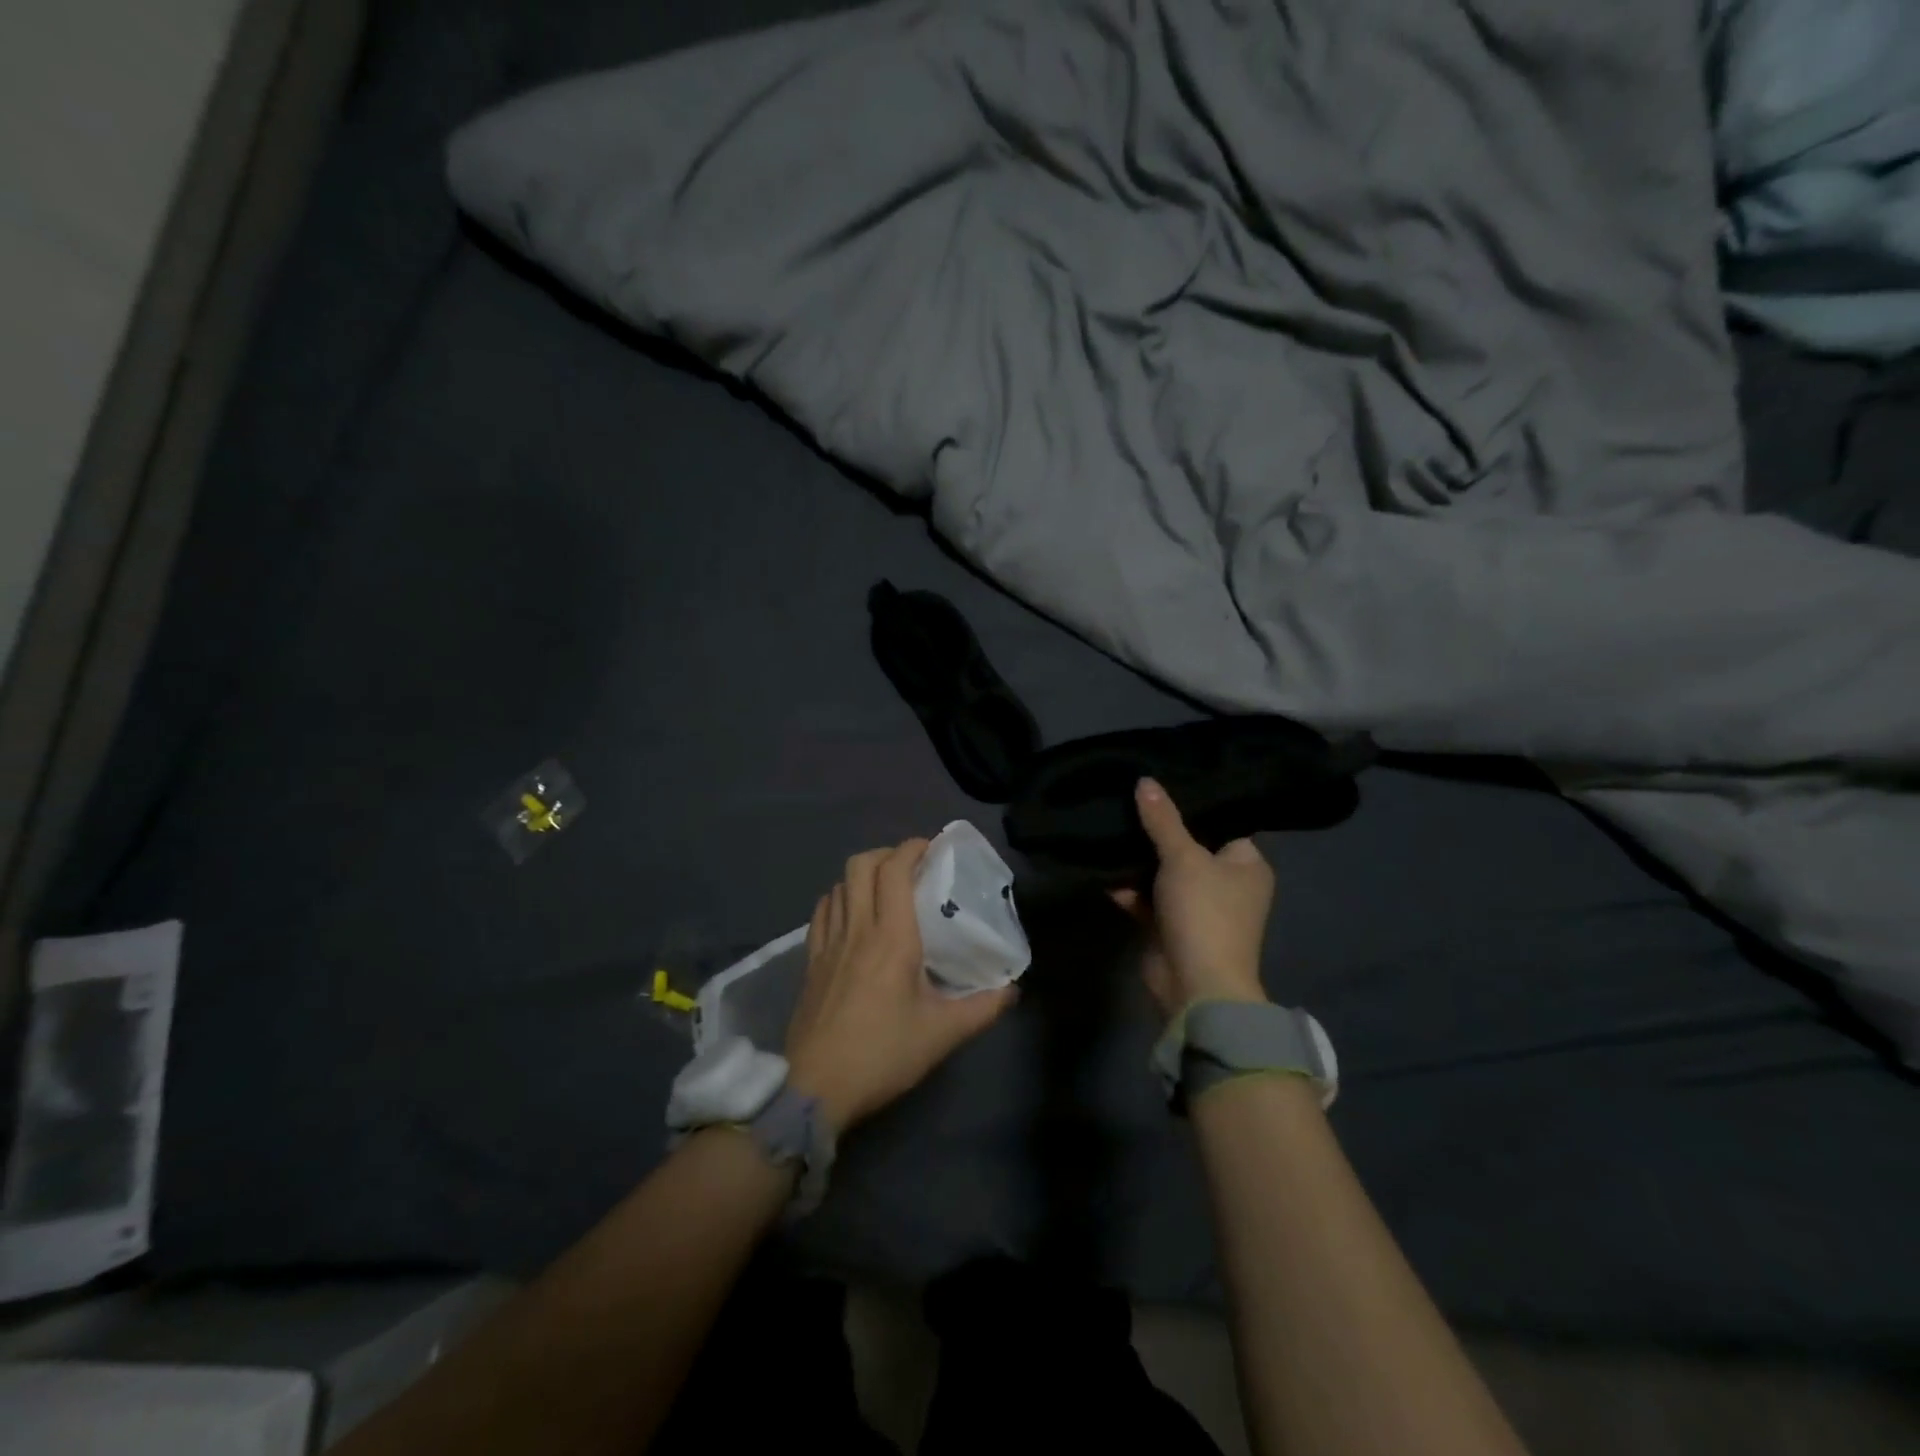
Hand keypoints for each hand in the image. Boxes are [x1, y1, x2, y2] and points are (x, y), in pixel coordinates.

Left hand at [785, 839, 1016, 1133]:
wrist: (816, 1088)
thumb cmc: (883, 1054)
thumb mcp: (942, 1034)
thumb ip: (983, 1008)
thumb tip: (1014, 990)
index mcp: (891, 938)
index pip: (894, 870)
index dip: (912, 848)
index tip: (932, 848)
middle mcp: (857, 929)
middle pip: (861, 865)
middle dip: (887, 854)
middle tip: (912, 867)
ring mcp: (827, 943)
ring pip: (838, 884)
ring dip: (862, 875)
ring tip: (884, 889)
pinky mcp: (810, 961)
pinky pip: (822, 911)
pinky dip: (839, 898)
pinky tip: (851, 916)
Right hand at [1112, 778, 1274, 1019]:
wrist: (1195, 985)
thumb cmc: (1204, 912)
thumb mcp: (1184, 857)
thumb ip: (1163, 820)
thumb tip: (1145, 780)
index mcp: (1246, 865)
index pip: (1222, 824)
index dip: (1193, 805)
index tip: (1162, 782)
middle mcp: (1226, 884)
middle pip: (1188, 847)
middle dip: (1157, 831)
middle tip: (1127, 799)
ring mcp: (1197, 908)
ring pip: (1163, 874)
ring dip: (1138, 860)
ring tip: (1109, 824)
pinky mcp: (1169, 927)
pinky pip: (1147, 899)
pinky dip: (1128, 888)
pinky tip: (1101, 867)